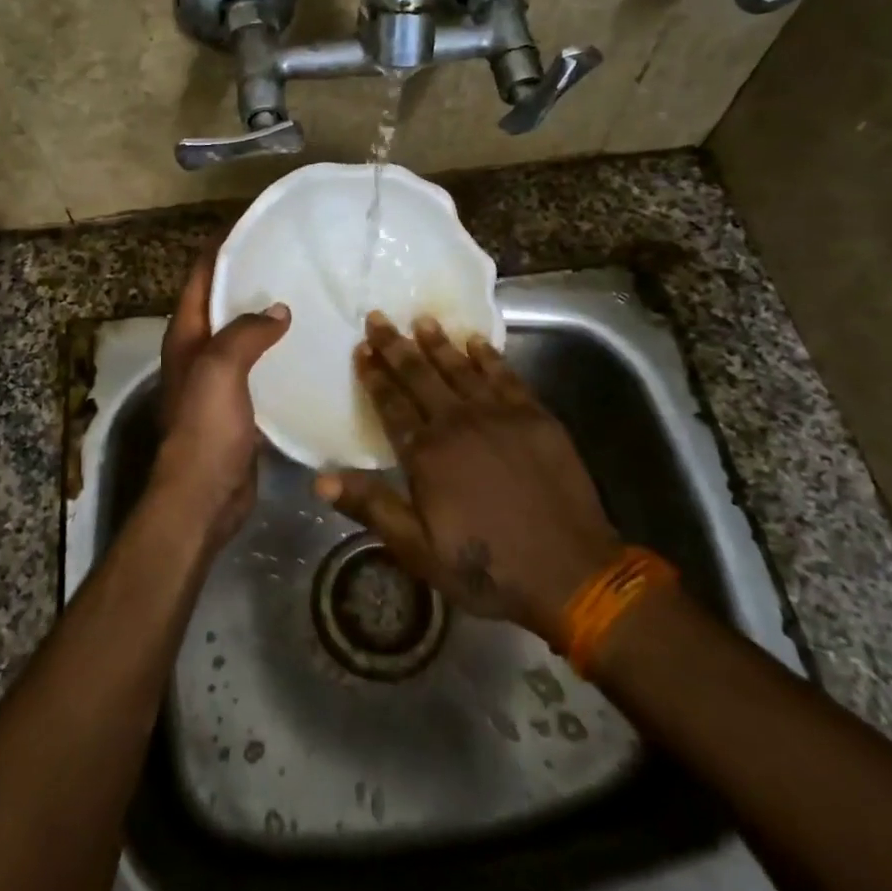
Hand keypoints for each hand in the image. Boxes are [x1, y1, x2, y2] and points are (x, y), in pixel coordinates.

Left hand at [149, 246, 290, 550]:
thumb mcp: (221, 367)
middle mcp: (198, 351)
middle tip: (291, 257)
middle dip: (250, 278)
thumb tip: (279, 309)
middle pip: (223, 302)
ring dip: (266, 314)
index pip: (201, 277)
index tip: (254, 225)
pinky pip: (259, 365)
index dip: (222, 248)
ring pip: (244, 333)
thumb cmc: (205, 426)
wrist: (205, 494)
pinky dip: (278, 349)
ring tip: (305, 294)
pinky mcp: (240, 403)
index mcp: (186, 335)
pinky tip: (306, 344)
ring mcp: (218, 378)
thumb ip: (247, 331)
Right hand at [314, 312, 622, 642]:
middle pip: (420, 376)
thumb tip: (321, 479)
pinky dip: (488, 356)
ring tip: (421, 320)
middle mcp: (458, 423)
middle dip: (396, 346)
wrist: (570, 573)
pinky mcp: (535, 417)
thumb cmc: (487, 567)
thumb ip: (371, 508)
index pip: (391, 404)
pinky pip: (505, 376)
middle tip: (378, 317)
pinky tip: (476, 341)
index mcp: (426, 454)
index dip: (374, 376)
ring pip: (460, 369)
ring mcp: (499, 415)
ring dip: (438, 343)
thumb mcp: (418, 550)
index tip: (361, 349)